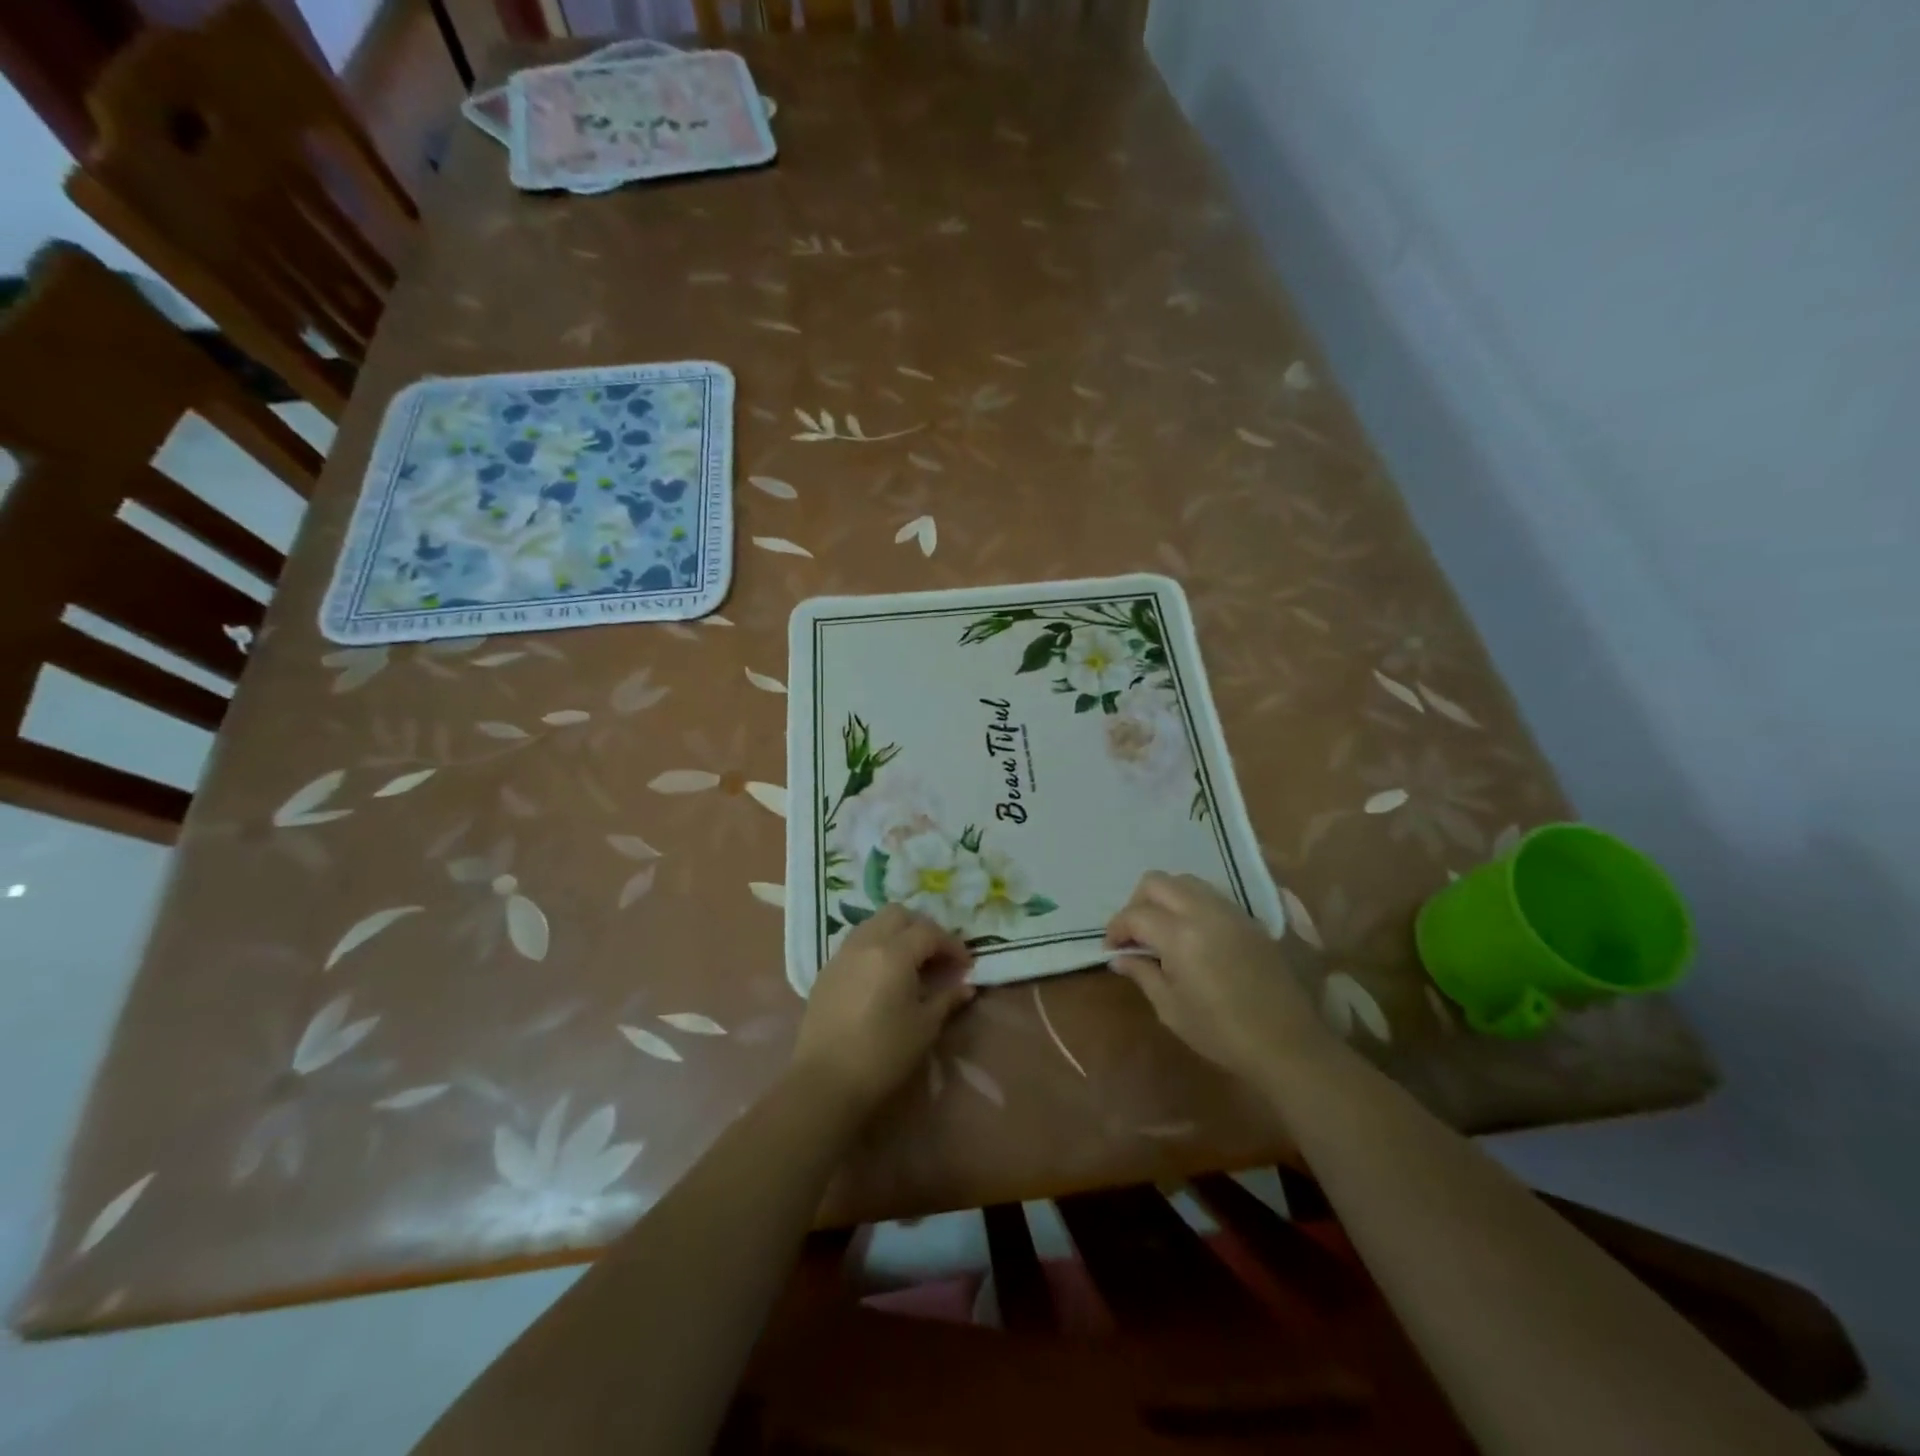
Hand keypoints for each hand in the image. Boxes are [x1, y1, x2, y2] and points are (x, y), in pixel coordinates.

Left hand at [791, 905, 975, 1119]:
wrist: (825, 1081)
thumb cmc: (883, 1054)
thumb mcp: (924, 1027)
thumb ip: (946, 999)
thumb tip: (966, 986)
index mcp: (894, 953)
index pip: (929, 932)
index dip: (952, 945)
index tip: (965, 965)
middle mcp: (866, 943)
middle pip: (898, 914)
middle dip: (922, 928)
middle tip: (936, 956)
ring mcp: (842, 954)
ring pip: (873, 923)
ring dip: (896, 933)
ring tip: (910, 962)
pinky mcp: (826, 970)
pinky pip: (856, 942)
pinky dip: (875, 946)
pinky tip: (882, 975)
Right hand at [1107, 871, 1336, 1081]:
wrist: (1287, 1044)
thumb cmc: (1222, 1033)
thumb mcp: (1171, 1009)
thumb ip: (1143, 974)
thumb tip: (1120, 957)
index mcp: (1180, 935)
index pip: (1135, 914)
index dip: (1116, 928)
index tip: (1111, 948)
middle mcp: (1204, 912)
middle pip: (1157, 882)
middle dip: (1137, 903)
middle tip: (1135, 934)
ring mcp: (1230, 911)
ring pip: (1185, 882)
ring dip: (1165, 898)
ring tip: (1162, 930)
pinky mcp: (1249, 920)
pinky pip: (1210, 895)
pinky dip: (1191, 903)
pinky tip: (1192, 934)